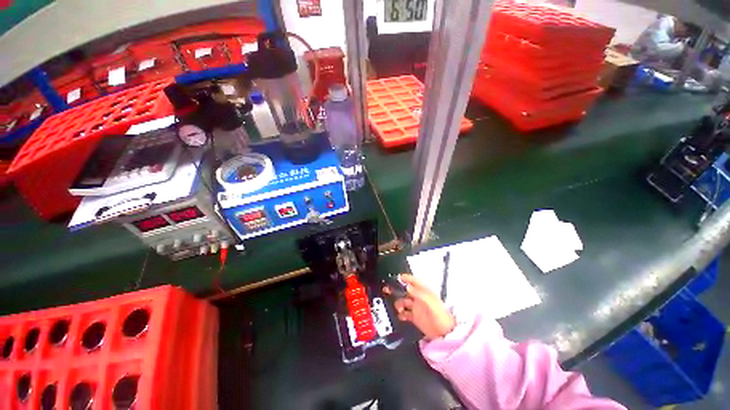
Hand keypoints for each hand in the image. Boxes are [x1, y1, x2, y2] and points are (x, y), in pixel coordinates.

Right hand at [384, 274, 455, 340]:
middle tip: (388, 289)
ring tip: (398, 309)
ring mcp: (416, 307)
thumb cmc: (441, 316)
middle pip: (406, 290)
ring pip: (403, 301)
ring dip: (398, 303)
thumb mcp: (430, 302)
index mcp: (424, 292)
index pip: (414, 281)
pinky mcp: (415, 317)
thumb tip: (408, 286)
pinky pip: (404, 313)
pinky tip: (400, 315)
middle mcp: (419, 298)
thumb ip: (419, 293)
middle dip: (397, 289)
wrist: (445, 334)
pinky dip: (400, 314)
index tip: (398, 277)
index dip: (406, 278)